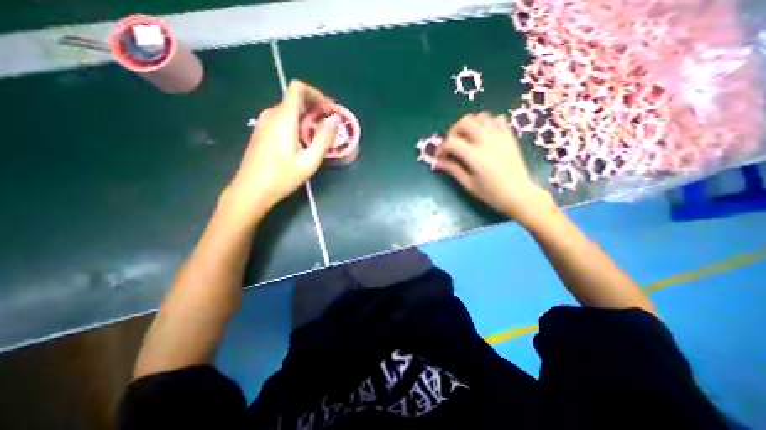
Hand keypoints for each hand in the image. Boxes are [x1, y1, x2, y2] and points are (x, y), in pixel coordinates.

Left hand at [225, 79, 337, 216]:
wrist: (251, 190)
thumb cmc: (282, 177)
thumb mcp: (309, 161)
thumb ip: (323, 139)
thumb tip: (334, 121)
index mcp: (283, 118)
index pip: (297, 88)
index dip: (315, 94)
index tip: (327, 110)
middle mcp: (271, 115)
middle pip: (294, 98)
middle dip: (314, 107)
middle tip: (327, 125)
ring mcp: (263, 123)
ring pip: (287, 109)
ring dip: (305, 116)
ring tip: (317, 134)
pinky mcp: (261, 131)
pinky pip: (281, 118)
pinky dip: (295, 123)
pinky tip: (301, 140)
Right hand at [437, 112, 550, 223]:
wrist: (520, 195)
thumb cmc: (492, 194)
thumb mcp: (469, 184)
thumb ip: (453, 169)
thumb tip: (437, 162)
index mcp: (476, 156)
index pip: (451, 142)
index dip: (441, 148)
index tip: (440, 156)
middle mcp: (487, 141)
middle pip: (465, 122)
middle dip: (453, 131)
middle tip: (452, 144)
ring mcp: (500, 136)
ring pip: (481, 117)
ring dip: (469, 125)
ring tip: (467, 138)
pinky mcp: (509, 136)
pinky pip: (497, 119)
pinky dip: (487, 123)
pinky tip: (483, 135)